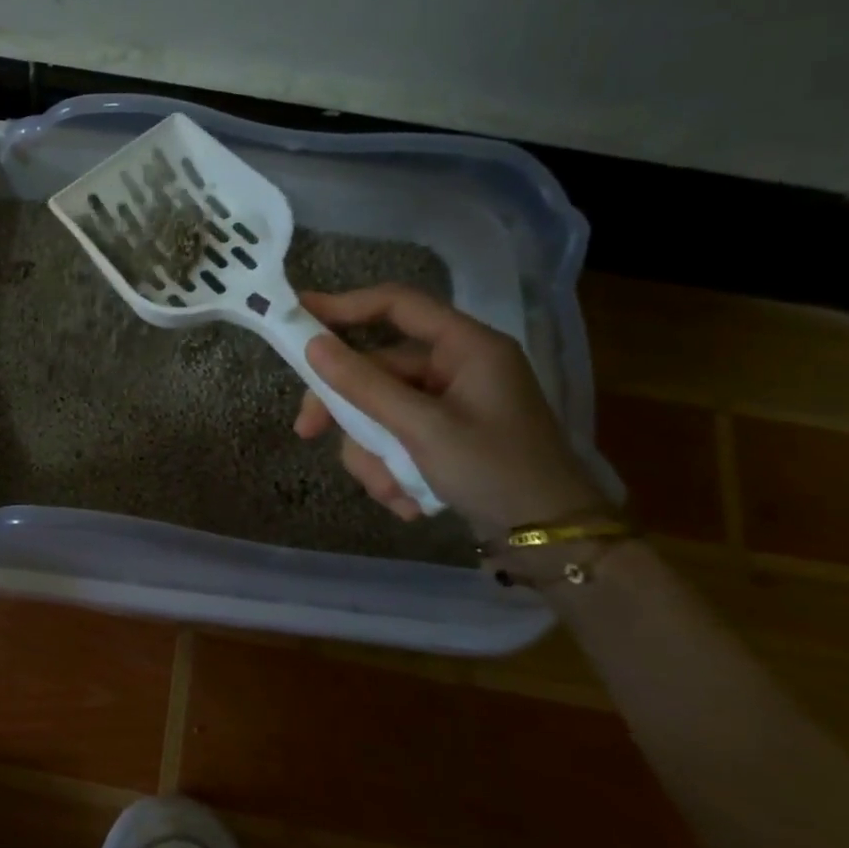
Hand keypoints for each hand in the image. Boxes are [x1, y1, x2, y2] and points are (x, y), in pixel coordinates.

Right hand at [293, 285, 606, 536]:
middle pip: (377, 370)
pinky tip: (407, 500)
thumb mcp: (423, 429)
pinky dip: (391, 469)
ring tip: (390, 491)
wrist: (552, 543)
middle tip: (307, 432)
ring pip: (380, 411)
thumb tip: (312, 345)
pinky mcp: (445, 437)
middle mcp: (457, 368)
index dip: (344, 305)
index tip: (296, 314)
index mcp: (467, 347)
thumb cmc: (495, 472)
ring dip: (373, 454)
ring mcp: (450, 404)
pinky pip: (396, 438)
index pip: (397, 304)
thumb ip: (364, 385)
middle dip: (348, 411)